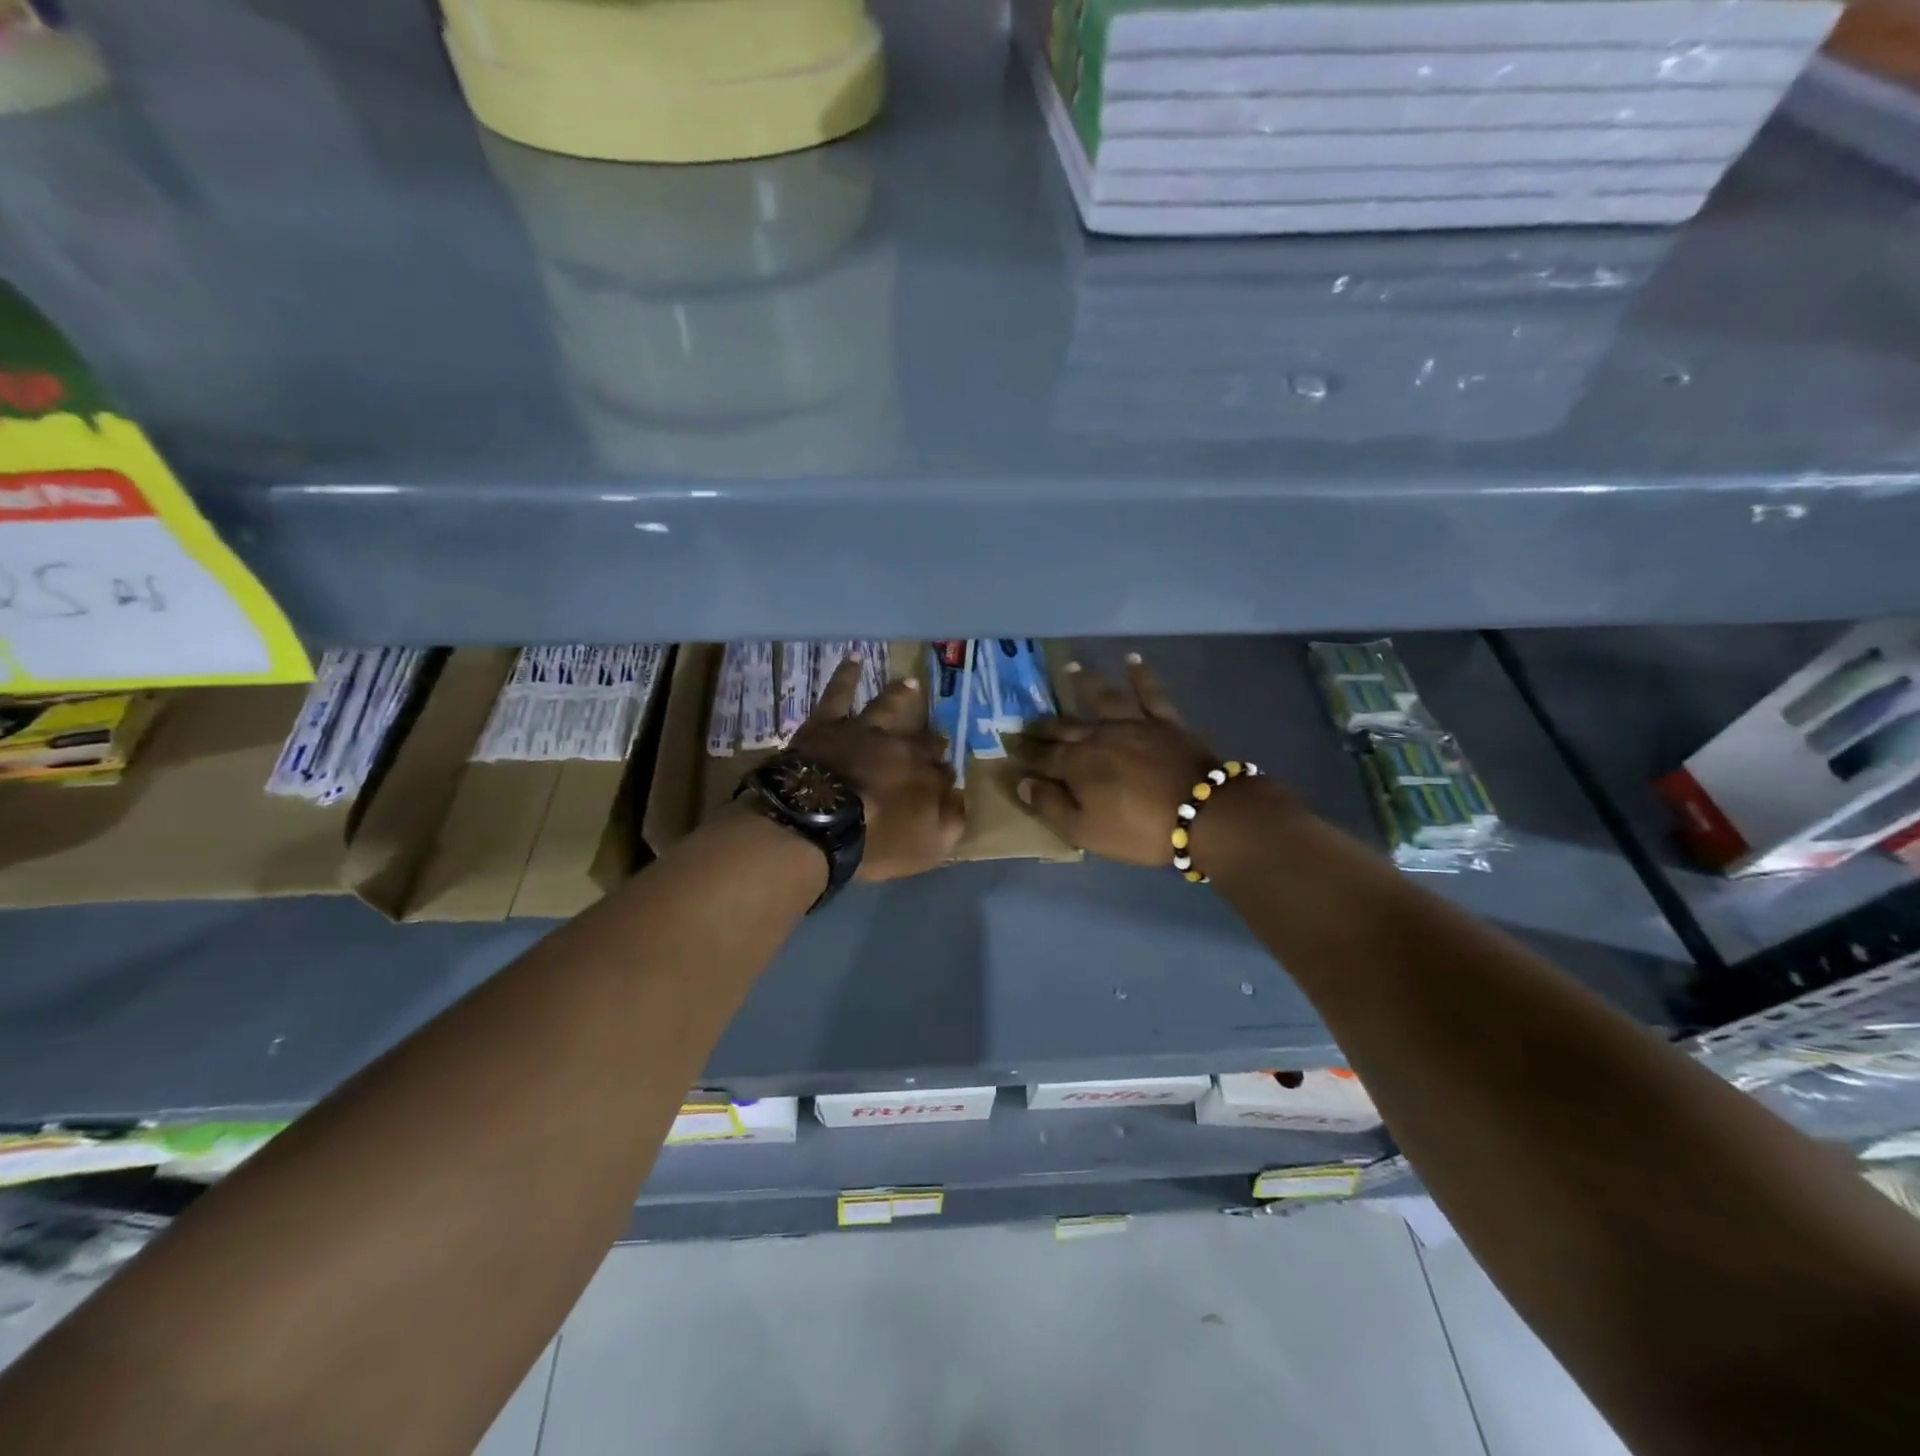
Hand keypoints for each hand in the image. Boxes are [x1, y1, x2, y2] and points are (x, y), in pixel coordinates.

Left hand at [789, 656, 965, 880]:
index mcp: (926, 776)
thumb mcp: (927, 847)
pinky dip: (846, 676)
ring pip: (889, 706)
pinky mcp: (828, 725)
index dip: (945, 779)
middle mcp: (902, 746)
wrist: (817, 822)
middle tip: (937, 738)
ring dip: (901, 696)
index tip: (945, 785)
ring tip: (910, 683)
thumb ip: (951, 822)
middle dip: (932, 739)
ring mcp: (864, 730)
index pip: (944, 774)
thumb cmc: (874, 842)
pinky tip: (853, 659)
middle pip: (922, 740)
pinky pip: (838, 694)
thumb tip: (961, 799)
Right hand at [1010, 654, 1256, 867]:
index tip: (1009, 745)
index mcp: (1078, 765)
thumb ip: (1051, 806)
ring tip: (1071, 668)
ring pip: (1103, 698)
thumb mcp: (1086, 831)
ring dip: (1085, 683)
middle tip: (1027, 720)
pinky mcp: (1165, 721)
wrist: (1204, 813)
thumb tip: (1023, 783)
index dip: (1025, 752)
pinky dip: (1140, 675)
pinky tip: (1132, 659)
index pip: (1043, 756)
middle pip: (1066, 727)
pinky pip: (1150, 693)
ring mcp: (1134, 724)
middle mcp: (1100, 736)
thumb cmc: (1139, 830)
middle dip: (1044, 725)